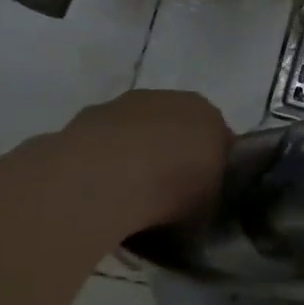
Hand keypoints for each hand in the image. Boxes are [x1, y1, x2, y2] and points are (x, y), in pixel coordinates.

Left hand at [62, 89, 232, 230]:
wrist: (108, 178)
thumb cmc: (174, 187)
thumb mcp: (210, 205)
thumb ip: (209, 196)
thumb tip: (199, 203)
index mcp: (208, 114)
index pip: (219, 137)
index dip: (213, 166)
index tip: (205, 192)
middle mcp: (168, 99)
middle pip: (175, 129)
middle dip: (172, 155)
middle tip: (168, 194)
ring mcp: (123, 105)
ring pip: (136, 133)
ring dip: (135, 157)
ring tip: (129, 197)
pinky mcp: (84, 119)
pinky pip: (103, 145)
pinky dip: (103, 163)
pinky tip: (100, 191)